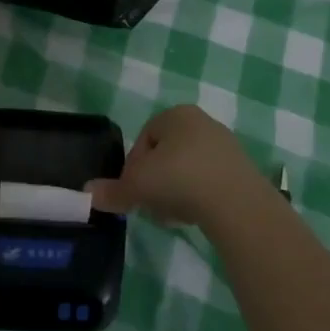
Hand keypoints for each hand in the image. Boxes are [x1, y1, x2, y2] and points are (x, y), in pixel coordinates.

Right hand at [86, 104, 272, 230]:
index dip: (133, 167)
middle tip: (150, 205)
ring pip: (187, 170)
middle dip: (155, 181)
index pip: (144, 138)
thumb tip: (87, 193)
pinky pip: (209, 182)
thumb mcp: (137, 185)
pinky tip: (194, 216)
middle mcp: (202, 122)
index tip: (132, 192)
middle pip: (166, 155)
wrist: (236, 203)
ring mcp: (225, 146)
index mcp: (176, 114)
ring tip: (172, 215)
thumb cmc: (180, 179)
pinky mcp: (242, 170)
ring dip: (175, 191)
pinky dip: (198, 197)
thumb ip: (112, 190)